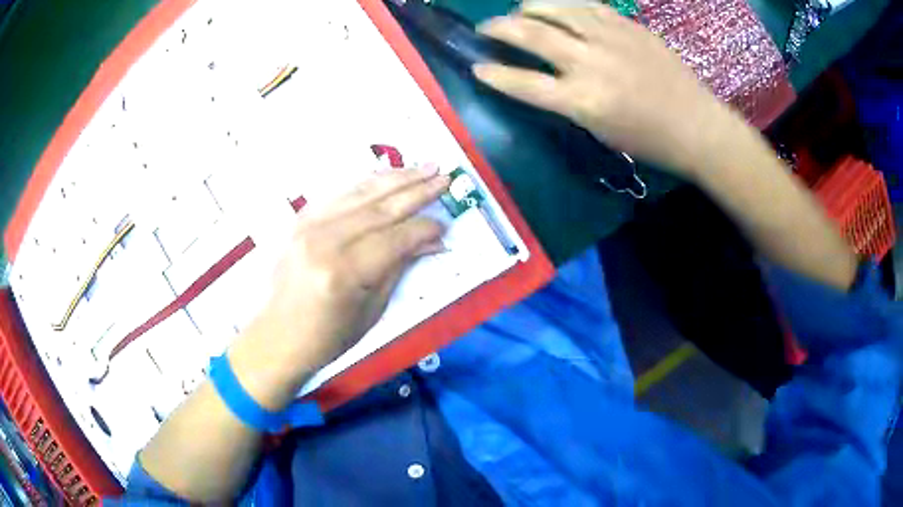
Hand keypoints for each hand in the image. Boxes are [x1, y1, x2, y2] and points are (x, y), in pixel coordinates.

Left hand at [229, 168, 449, 408]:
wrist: (279, 336)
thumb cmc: (328, 337)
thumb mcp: (372, 310)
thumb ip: (400, 267)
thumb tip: (432, 242)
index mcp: (344, 272)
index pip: (395, 238)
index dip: (424, 229)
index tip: (445, 224)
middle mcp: (325, 240)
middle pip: (380, 208)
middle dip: (417, 191)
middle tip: (445, 176)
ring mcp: (308, 226)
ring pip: (361, 193)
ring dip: (396, 178)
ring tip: (425, 167)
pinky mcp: (301, 220)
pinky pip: (340, 194)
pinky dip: (367, 184)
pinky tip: (386, 176)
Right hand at [474, 4, 741, 177]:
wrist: (698, 126)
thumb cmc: (651, 140)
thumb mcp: (600, 131)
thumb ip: (568, 101)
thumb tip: (547, 77)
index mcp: (582, 101)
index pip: (523, 83)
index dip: (494, 74)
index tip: (477, 68)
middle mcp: (590, 63)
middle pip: (531, 35)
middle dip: (498, 28)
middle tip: (485, 28)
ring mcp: (610, 38)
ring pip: (556, 9)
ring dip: (529, 7)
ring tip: (519, 10)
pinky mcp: (628, 26)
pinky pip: (587, 5)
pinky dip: (565, 4)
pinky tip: (559, 7)